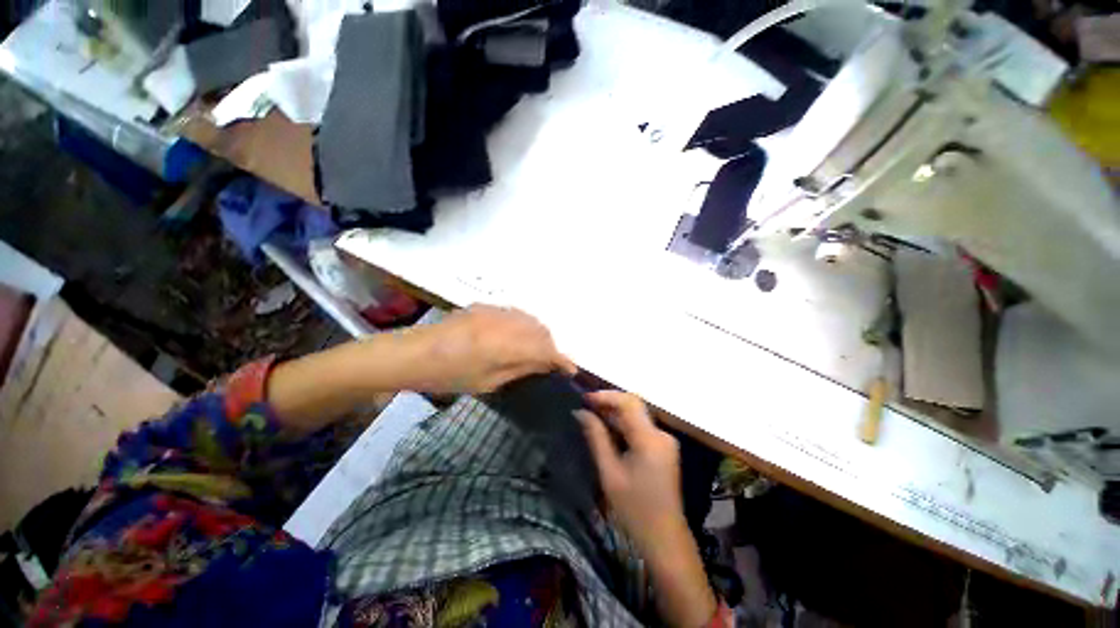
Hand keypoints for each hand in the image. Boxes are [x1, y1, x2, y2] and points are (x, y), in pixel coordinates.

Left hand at [413, 305, 576, 393]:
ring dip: (538, 335)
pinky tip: (514, 337)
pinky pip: (516, 313)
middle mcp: (506, 323)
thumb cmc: (449, 376)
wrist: (414, 353)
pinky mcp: (486, 306)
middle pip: (542, 331)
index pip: (546, 350)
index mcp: (507, 346)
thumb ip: (520, 369)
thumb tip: (545, 364)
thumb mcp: (488, 382)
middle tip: (548, 363)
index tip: (570, 370)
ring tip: (532, 351)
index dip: (562, 360)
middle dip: (551, 346)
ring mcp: (496, 311)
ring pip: (530, 319)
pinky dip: (523, 325)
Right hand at [578, 391, 717, 627]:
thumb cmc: (634, 509)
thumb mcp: (610, 473)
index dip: (606, 396)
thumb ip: (596, 438)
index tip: (584, 398)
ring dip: (615, 413)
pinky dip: (624, 425)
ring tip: (591, 414)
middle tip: (585, 406)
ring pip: (637, 416)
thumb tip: (581, 413)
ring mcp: (665, 441)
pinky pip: (641, 428)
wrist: (665, 539)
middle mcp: (661, 434)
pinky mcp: (664, 448)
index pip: (628, 403)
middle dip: (609, 403)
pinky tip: (608, 429)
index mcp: (650, 439)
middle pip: (634, 406)